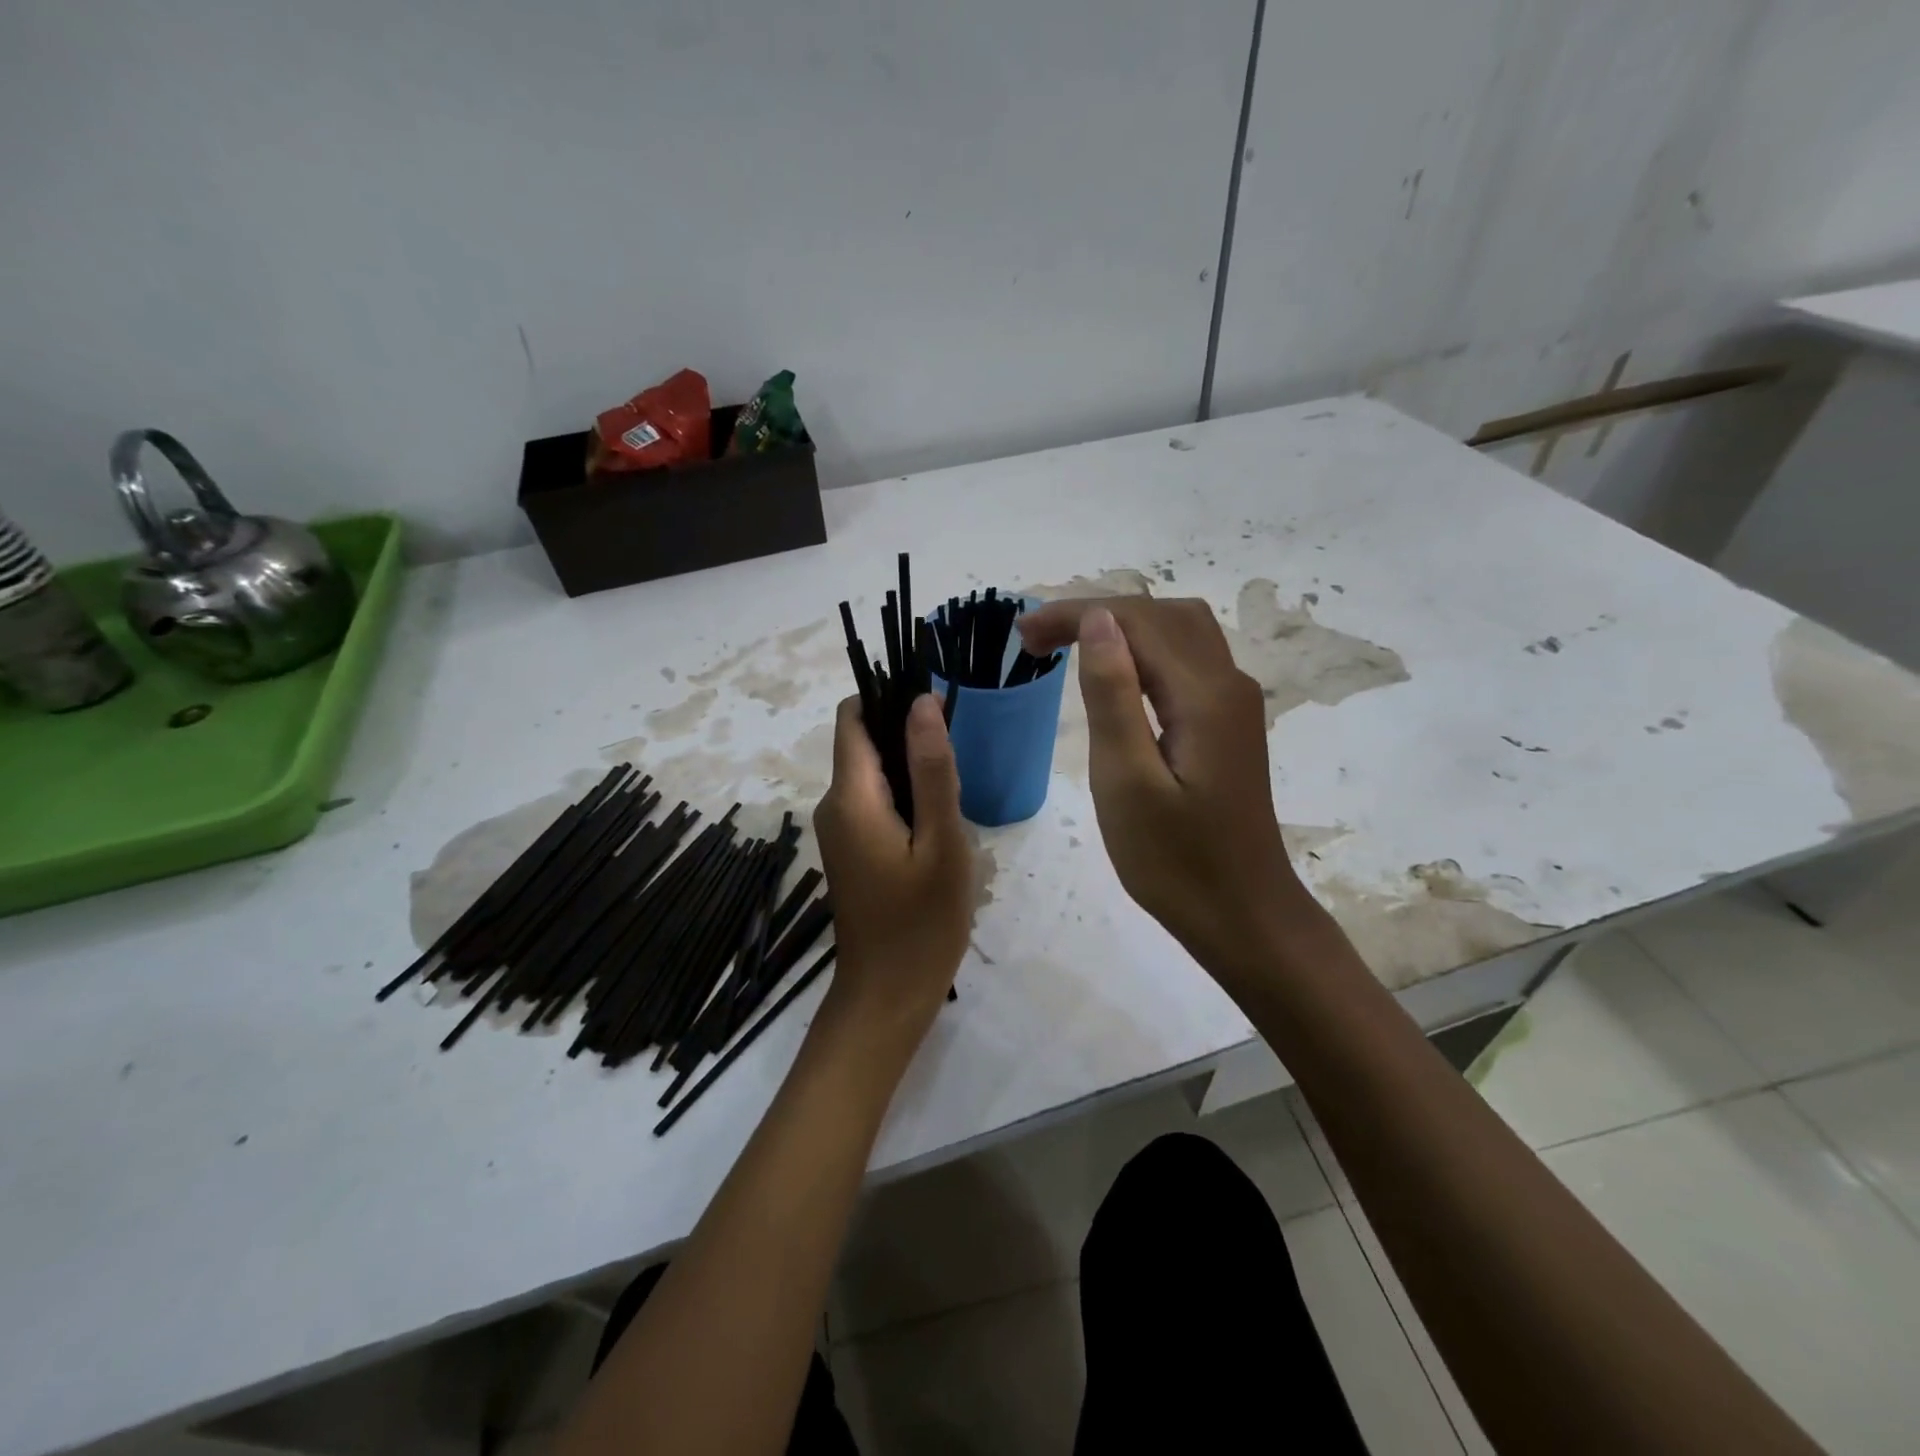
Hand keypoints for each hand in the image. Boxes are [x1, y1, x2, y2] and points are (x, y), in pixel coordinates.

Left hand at [811, 694, 973, 1058]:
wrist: (888, 995)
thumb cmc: (922, 922)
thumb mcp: (942, 843)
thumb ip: (933, 770)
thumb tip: (922, 702)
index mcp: (851, 797)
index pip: (854, 716)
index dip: (890, 698)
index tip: (936, 707)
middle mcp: (834, 804)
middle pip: (863, 741)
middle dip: (907, 733)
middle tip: (958, 756)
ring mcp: (838, 829)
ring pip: (871, 772)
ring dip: (910, 767)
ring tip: (955, 791)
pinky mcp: (850, 849)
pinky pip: (873, 801)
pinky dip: (903, 795)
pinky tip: (938, 821)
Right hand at [1018, 599, 1314, 982]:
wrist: (1243, 914)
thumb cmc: (1176, 861)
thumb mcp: (1127, 781)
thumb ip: (1113, 696)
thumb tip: (1098, 620)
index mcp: (1203, 695)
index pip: (1136, 621)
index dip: (1075, 614)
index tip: (1022, 634)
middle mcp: (1228, 684)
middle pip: (1161, 615)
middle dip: (1095, 613)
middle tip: (1035, 640)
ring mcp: (1235, 703)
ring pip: (1179, 632)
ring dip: (1122, 626)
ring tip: (1067, 645)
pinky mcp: (1229, 724)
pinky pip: (1188, 661)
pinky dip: (1144, 650)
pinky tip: (1116, 673)